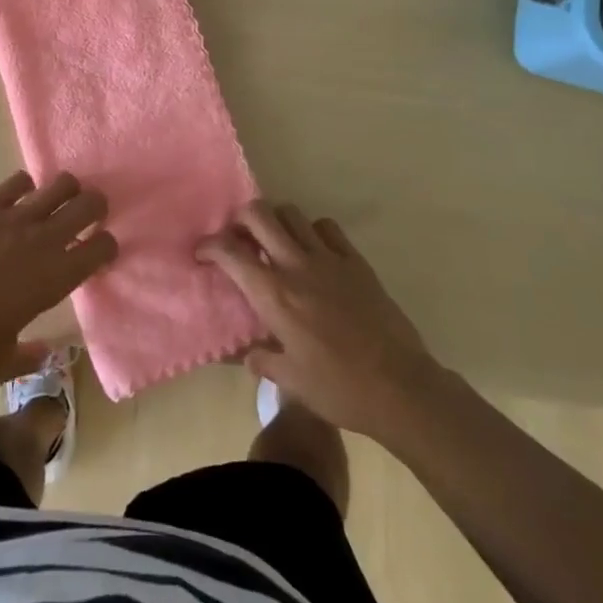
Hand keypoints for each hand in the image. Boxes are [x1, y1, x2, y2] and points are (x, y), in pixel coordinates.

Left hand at [0, 171, 116, 381]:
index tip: (101, 253)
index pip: (102, 248)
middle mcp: (44, 239)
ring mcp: (15, 217)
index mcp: (56, 277)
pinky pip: (17, 183)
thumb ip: (29, 357)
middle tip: (90, 216)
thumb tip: (46, 354)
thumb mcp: (2, 363)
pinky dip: (24, 186)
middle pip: (89, 204)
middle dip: (96, 207)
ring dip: (67, 190)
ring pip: (59, 184)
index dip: (108, 247)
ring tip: (60, 200)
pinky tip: (20, 197)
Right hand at [199, 200, 440, 439]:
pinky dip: (312, 231)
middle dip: (240, 220)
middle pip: (259, 215)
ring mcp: (329, 258)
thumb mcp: (291, 381)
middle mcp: (296, 265)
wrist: (400, 387)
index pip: (231, 252)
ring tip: (274, 242)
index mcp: (274, 295)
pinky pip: (327, 227)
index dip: (210, 246)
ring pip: (292, 214)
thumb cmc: (339, 388)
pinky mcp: (356, 261)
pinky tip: (313, 251)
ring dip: (275, 221)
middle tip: (238, 239)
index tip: (202, 254)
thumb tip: (249, 354)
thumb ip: (263, 361)